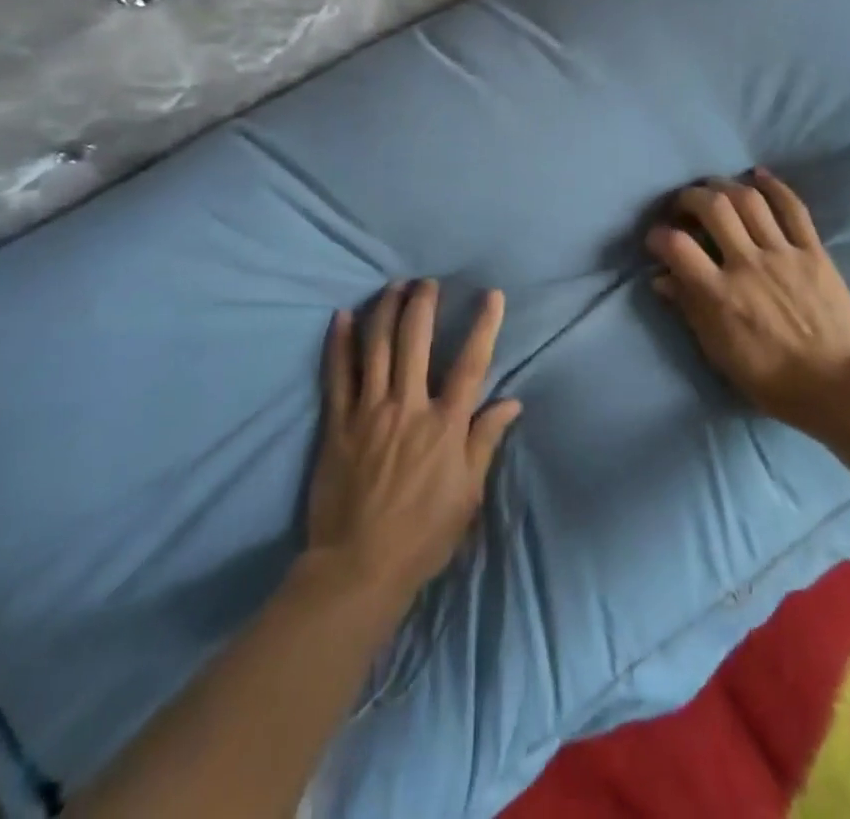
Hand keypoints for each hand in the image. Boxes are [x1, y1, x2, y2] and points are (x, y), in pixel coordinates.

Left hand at [306, 281, 521, 606]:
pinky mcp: (337, 423)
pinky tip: (341, 316)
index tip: (492, 294)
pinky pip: (337, 374)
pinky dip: (339, 342)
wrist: (358, 567)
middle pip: (416, 341)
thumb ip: (486, 441)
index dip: (484, 325)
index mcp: (445, 424)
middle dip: (423, 304)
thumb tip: (511, 402)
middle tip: (427, 282)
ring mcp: (369, 411)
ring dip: (385, 310)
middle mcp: (408, 406)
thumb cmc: (423, 534)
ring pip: (377, 347)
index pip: (470, 363)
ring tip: (393, 286)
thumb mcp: (468, 494)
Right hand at [646, 169, 849, 434]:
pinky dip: (774, 186)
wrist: (835, 385)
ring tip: (714, 188)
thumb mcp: (718, 351)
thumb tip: (661, 278)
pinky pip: (793, 208)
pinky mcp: (813, 251)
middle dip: (690, 197)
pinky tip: (758, 175)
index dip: (658, 235)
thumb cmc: (769, 377)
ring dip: (725, 185)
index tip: (656, 238)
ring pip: (749, 199)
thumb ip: (689, 308)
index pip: (677, 246)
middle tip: (684, 205)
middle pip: (713, 207)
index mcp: (719, 294)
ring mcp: (783, 254)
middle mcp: (747, 264)